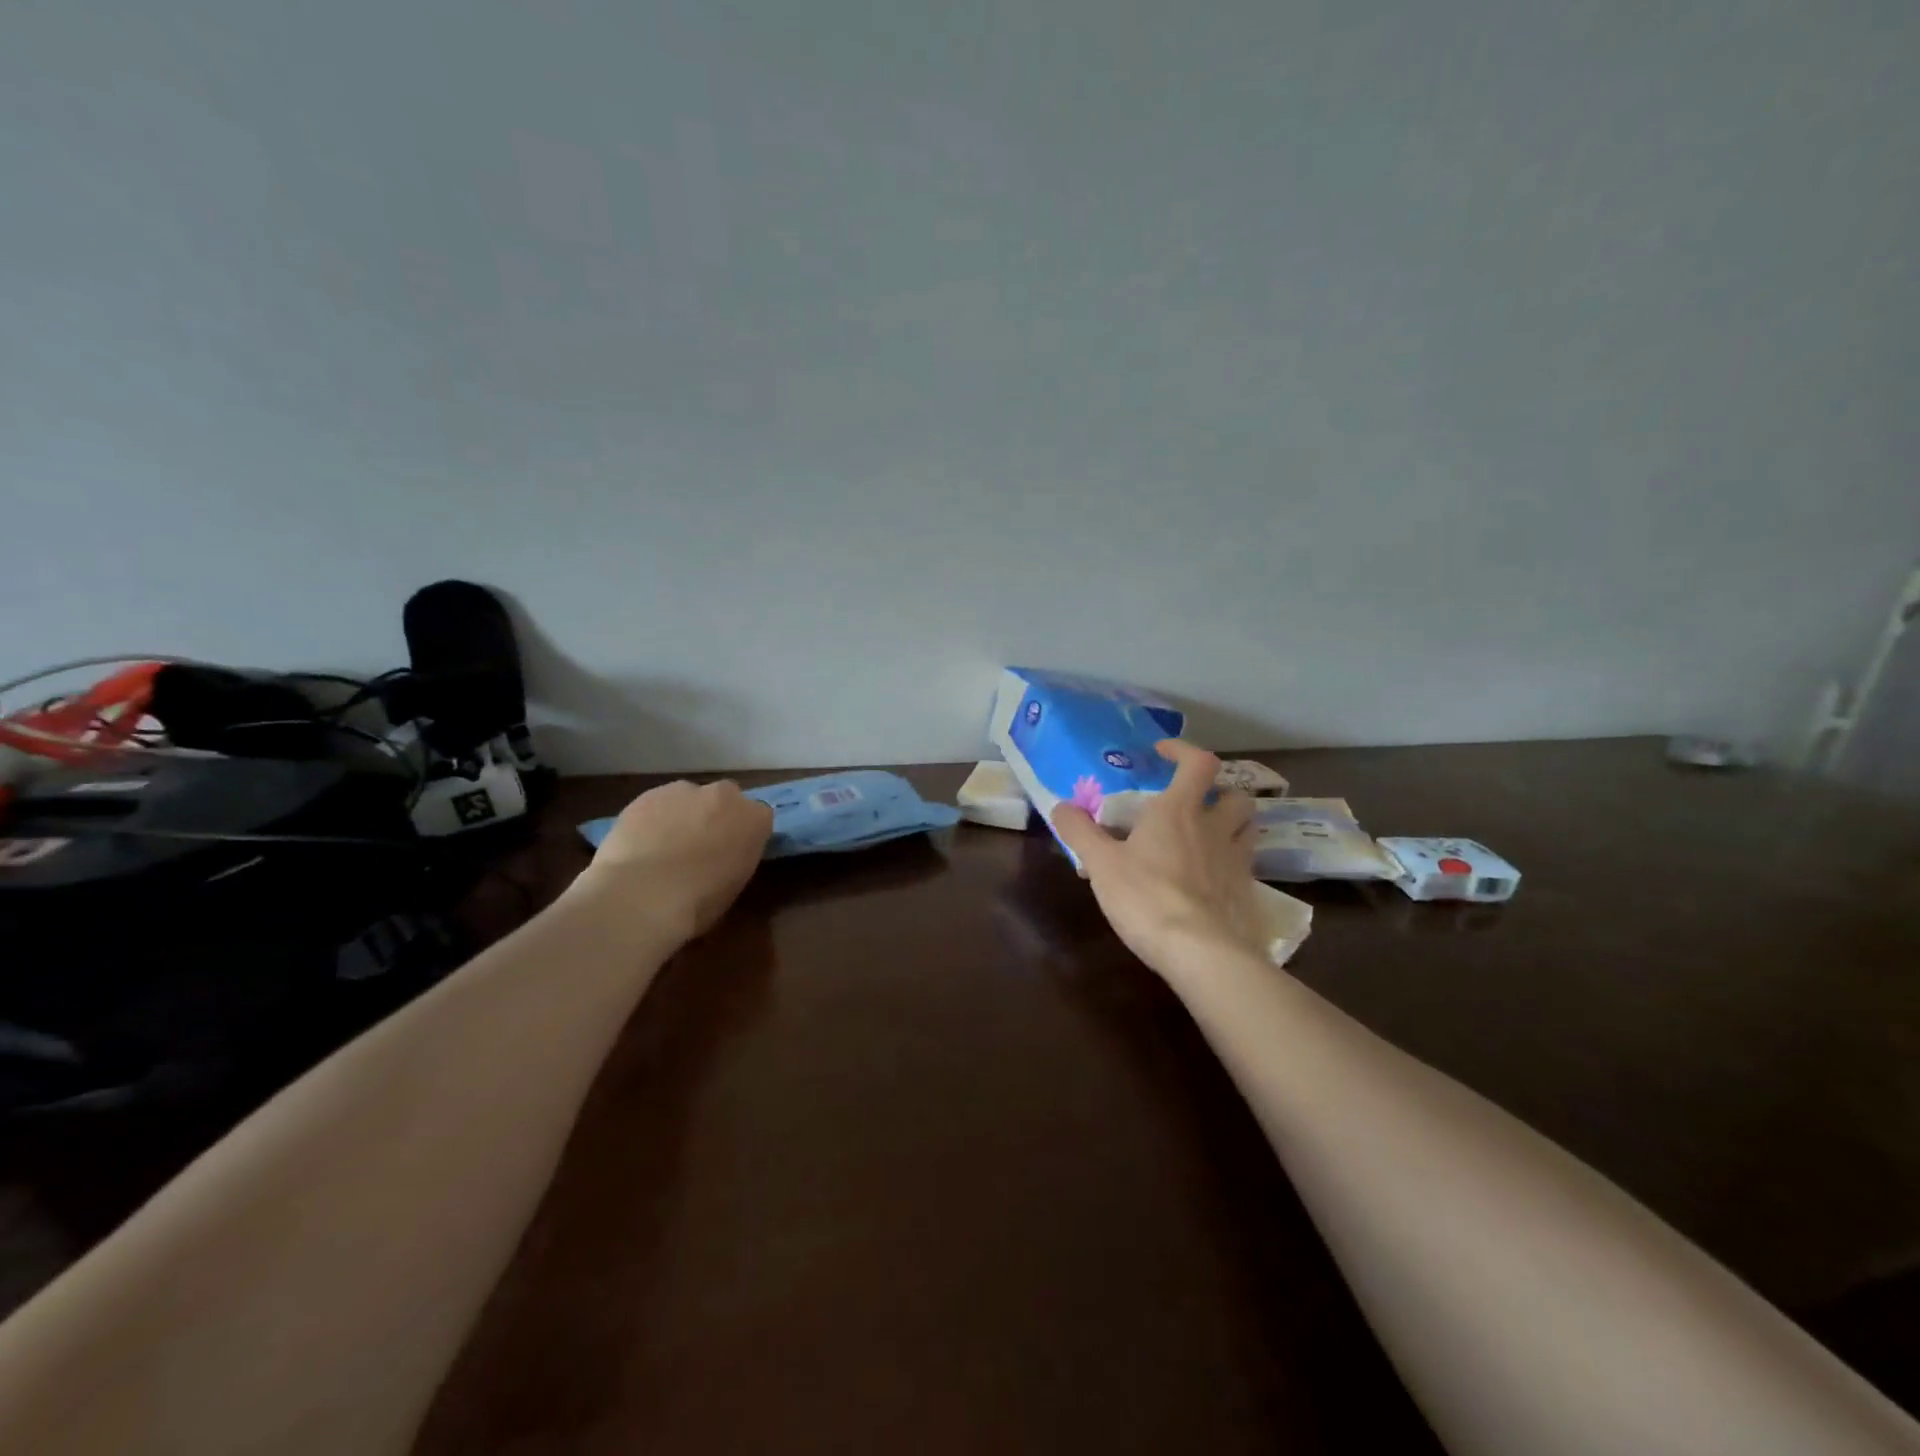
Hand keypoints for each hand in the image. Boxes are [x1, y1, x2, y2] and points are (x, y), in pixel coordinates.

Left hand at [576, 779, 773, 943]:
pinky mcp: (649, 794)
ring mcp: (685, 790)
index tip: (731, 853)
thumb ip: (734, 858)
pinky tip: (640, 845)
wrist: (644, 895)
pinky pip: (656, 804)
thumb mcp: (734, 885)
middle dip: (714, 816)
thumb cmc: (698, 902)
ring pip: (688, 798)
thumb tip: (720, 858)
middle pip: (724, 799)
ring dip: (682, 815)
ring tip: (664, 848)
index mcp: (756, 820)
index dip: (743, 834)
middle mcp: (725, 795)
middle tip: (699, 847)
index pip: (758, 818)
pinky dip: (652, 819)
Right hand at [1051, 740, 1262, 978]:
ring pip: (1249, 828)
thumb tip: (1061, 806)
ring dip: (1233, 824)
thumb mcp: (1100, 864)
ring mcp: (1236, 860)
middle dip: (1220, 793)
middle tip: (1196, 804)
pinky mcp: (1246, 892)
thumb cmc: (1145, 897)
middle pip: (1236, 795)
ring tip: (1208, 836)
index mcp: (1178, 811)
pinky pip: (1246, 865)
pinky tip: (1211, 879)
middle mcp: (1214, 827)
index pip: (1198, 762)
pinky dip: (1232, 862)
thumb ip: (1080, 831)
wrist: (1200, 952)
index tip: (1163, 753)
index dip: (1183, 751)